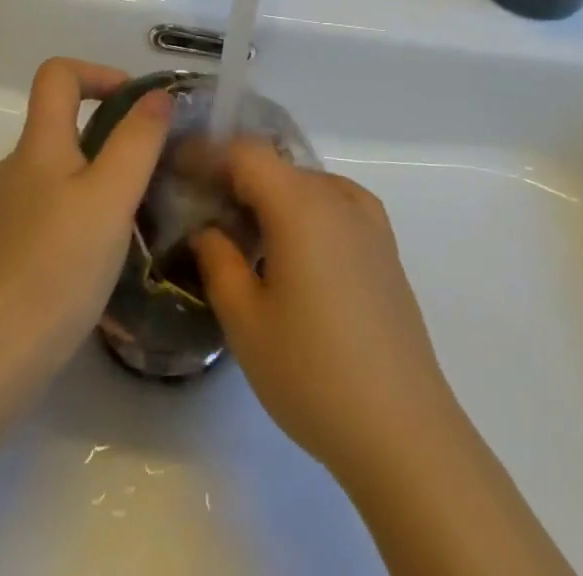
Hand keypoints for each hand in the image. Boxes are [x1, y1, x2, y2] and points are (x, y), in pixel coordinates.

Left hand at [0, 58, 171, 390]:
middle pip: (60, 124)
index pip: (58, 74)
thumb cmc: (56, 267)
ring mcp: (2, 212)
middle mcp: (13, 168)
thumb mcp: (112, 197)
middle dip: (109, 135)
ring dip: (96, 180)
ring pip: (56, 173)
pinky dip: (76, 216)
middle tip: (149, 172)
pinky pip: (46, 212)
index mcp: (37, 144)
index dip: (99, 72)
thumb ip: (137, 141)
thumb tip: (156, 96)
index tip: (136, 104)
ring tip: (131, 221)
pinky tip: (96, 260)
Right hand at [190, 141, 458, 480]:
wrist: (403, 430)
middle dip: (235, 179)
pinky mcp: (385, 245)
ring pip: (305, 184)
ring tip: (244, 238)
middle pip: (275, 165)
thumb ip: (218, 261)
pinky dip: (303, 212)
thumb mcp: (246, 322)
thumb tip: (207, 229)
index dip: (207, 155)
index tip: (178, 174)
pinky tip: (293, 254)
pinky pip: (333, 204)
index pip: (244, 152)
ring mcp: (368, 219)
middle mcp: (337, 196)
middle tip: (202, 214)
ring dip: (270, 197)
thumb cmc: (313, 373)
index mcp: (300, 204)